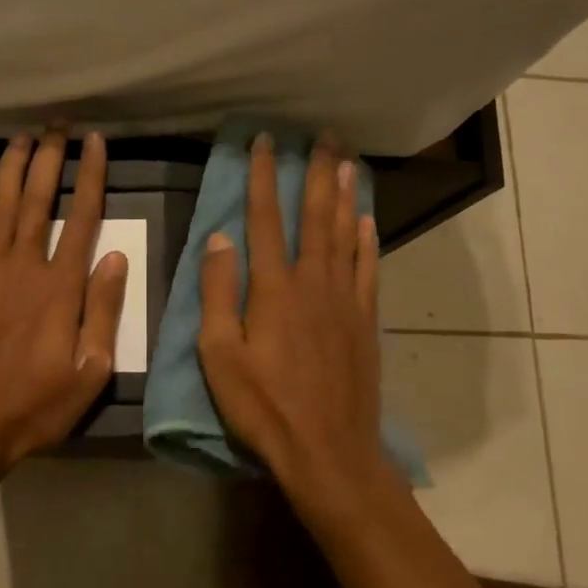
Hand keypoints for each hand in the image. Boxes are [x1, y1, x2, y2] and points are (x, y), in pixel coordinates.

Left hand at [0, 128, 128, 472]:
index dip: (91, 177)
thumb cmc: (33, 407)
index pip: (82, 219)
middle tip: (59, 125)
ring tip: (24, 136)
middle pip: (39, 201)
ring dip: (13, 168)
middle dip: (51, 159)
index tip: (96, 143)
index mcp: (61, 288)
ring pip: (2, 207)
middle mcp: (24, 267)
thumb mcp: (90, 372)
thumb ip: (103, 310)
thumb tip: (115, 256)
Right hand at [198, 134, 391, 516]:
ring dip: (346, 196)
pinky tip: (367, 221)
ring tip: (348, 162)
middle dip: (317, 172)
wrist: (328, 450)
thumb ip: (218, 293)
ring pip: (347, 235)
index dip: (263, 177)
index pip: (265, 219)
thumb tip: (219, 239)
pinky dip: (368, 240)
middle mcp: (314, 282)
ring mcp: (345, 300)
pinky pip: (369, 269)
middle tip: (324, 136)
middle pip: (315, 216)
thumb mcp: (219, 355)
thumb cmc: (264, 406)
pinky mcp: (365, 321)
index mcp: (274, 289)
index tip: (264, 142)